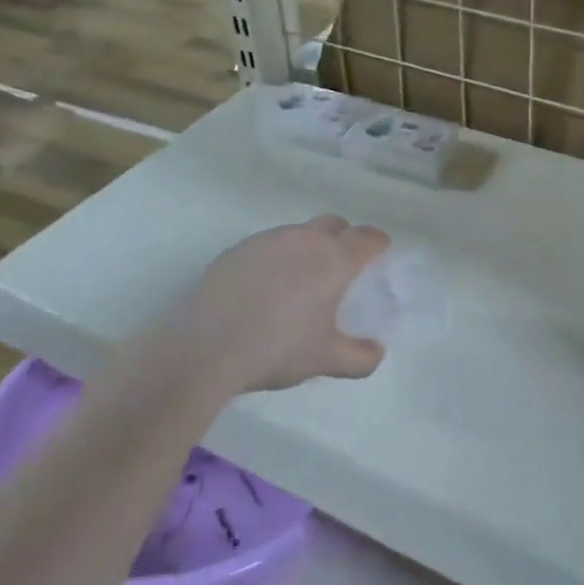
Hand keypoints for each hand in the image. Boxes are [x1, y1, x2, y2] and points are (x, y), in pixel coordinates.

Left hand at [158, 216, 391, 397]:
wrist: (205, 347)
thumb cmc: (277, 348)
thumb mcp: (326, 361)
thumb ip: (360, 357)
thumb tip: (376, 351)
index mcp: (334, 259)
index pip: (368, 237)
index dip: (378, 245)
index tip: (378, 257)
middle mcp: (305, 239)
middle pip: (334, 224)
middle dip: (344, 238)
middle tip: (340, 269)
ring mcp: (268, 240)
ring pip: (299, 232)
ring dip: (308, 247)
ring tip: (299, 282)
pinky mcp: (238, 249)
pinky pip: (268, 245)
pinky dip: (276, 258)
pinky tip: (263, 289)